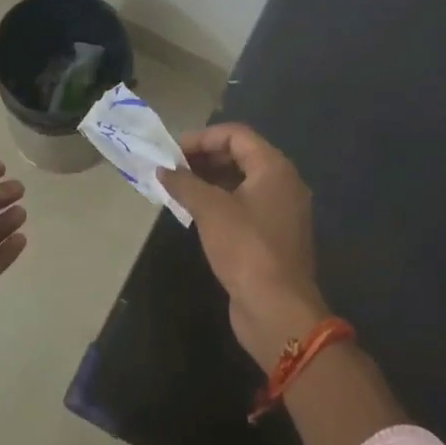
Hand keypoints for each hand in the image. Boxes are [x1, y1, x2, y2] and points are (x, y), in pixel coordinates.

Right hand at [159, 124, 328, 369]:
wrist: (278, 310)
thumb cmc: (246, 249)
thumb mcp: (210, 210)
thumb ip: (185, 183)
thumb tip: (163, 169)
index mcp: (274, 168)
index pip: (236, 134)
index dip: (202, 138)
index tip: (172, 152)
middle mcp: (283, 183)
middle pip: (240, 155)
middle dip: (204, 158)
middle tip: (172, 169)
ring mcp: (281, 211)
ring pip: (242, 182)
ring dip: (210, 181)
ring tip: (178, 189)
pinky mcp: (274, 236)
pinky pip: (244, 205)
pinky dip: (220, 202)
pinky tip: (195, 213)